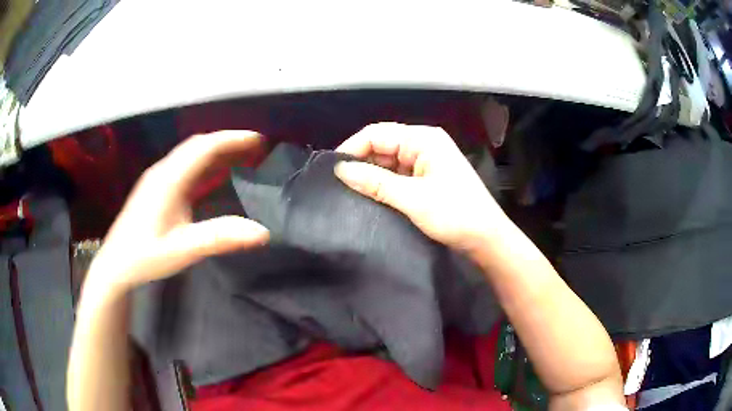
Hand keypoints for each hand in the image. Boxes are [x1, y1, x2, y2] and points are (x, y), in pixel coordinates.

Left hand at [88, 131, 269, 292]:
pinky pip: (185, 166)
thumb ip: (218, 238)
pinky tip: (215, 173)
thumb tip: (262, 232)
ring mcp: (158, 179)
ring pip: (191, 154)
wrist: (115, 264)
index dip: (232, 139)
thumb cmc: (144, 257)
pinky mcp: (157, 188)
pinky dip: (206, 163)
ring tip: (243, 155)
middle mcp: (163, 172)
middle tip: (257, 147)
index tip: (259, 140)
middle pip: (198, 145)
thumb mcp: (182, 251)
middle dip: (228, 141)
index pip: (203, 147)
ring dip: (218, 151)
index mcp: (168, 180)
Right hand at [335, 123, 504, 250]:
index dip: (352, 148)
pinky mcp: (428, 178)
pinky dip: (384, 184)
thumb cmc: (455, 215)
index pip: (378, 134)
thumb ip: (375, 182)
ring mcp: (427, 161)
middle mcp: (424, 144)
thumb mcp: (412, 198)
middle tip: (339, 185)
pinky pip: (399, 175)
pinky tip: (371, 196)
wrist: (487, 239)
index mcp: (424, 139)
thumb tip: (340, 170)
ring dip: (372, 175)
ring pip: (389, 161)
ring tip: (350, 193)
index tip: (332, 171)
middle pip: (383, 145)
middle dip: (361, 162)